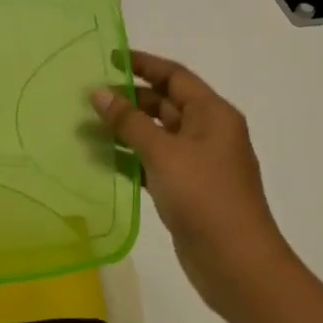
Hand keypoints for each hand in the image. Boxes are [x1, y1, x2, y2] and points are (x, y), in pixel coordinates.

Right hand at [92, 50, 293, 322]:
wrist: (237, 264)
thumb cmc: (204, 197)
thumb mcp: (164, 153)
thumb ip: (129, 122)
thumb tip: (99, 93)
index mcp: (213, 114)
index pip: (174, 77)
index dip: (143, 64)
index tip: (108, 57)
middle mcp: (208, 133)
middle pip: (165, 104)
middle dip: (129, 98)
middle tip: (88, 96)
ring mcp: (198, 163)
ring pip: (157, 135)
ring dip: (126, 130)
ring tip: (86, 126)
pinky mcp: (187, 190)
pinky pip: (154, 163)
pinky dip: (131, 158)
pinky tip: (101, 159)